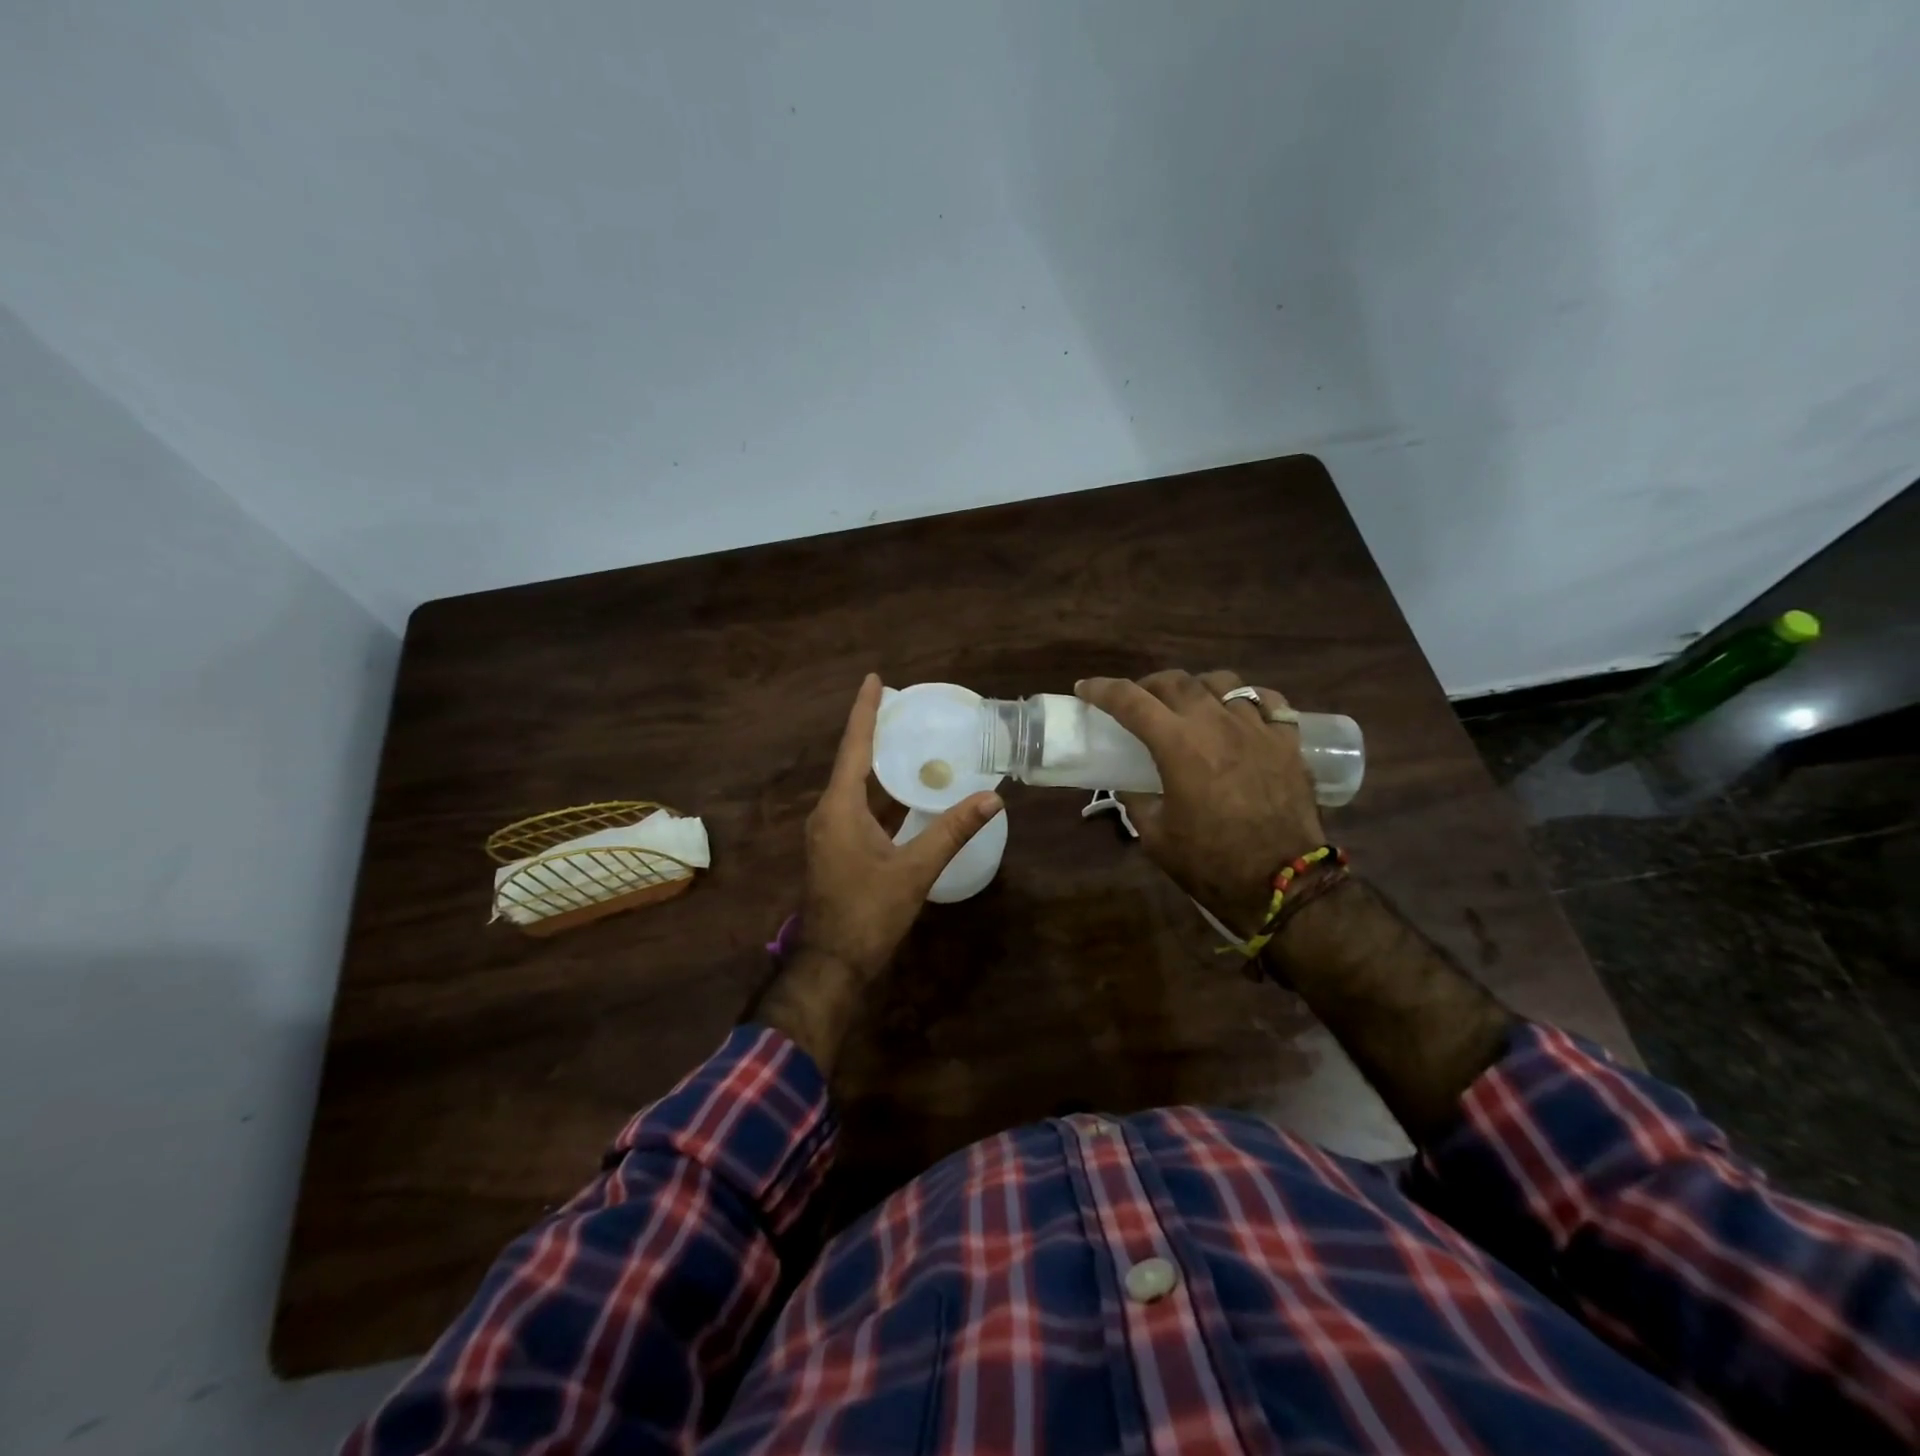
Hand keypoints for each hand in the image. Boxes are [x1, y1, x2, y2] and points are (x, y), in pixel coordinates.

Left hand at [798, 674, 1002, 981]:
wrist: (832, 963)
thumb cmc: (868, 913)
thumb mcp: (914, 870)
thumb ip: (951, 831)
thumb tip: (991, 798)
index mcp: (839, 808)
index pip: (854, 747)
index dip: (865, 711)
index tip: (876, 679)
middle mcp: (829, 812)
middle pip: (853, 761)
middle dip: (876, 731)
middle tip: (906, 706)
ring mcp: (831, 832)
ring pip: (857, 787)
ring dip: (881, 764)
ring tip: (911, 739)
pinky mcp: (839, 849)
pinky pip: (861, 808)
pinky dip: (883, 794)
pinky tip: (908, 791)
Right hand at [1075, 669, 1324, 935]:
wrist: (1284, 884)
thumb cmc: (1211, 864)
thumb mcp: (1156, 837)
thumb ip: (1137, 801)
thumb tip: (1128, 784)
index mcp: (1178, 746)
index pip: (1131, 701)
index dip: (1102, 690)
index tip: (1085, 689)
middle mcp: (1217, 724)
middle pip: (1175, 681)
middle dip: (1148, 685)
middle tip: (1138, 702)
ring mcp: (1257, 728)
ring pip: (1221, 682)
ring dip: (1195, 688)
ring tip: (1190, 705)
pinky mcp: (1288, 741)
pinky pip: (1267, 700)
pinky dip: (1246, 699)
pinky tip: (1238, 713)